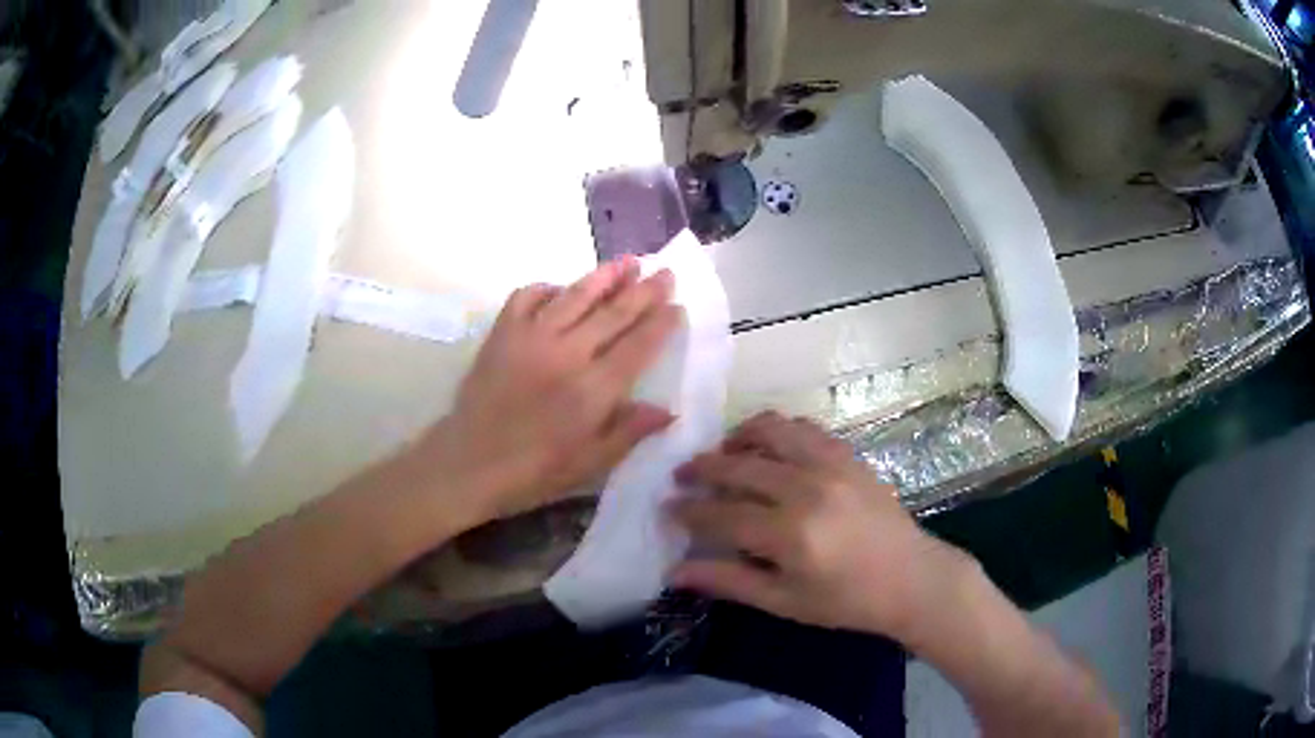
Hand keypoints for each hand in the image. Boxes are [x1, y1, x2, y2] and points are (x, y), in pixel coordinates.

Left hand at [425, 258, 681, 522]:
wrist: (468, 463)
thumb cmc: (533, 472)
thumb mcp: (589, 465)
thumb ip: (629, 433)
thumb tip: (668, 410)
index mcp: (593, 391)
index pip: (637, 347)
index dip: (660, 324)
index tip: (677, 306)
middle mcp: (567, 355)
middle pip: (613, 314)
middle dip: (643, 292)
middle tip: (665, 273)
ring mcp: (531, 338)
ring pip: (575, 296)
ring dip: (605, 276)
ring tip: (628, 261)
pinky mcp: (502, 333)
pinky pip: (527, 297)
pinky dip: (547, 288)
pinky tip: (560, 288)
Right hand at [670, 411, 968, 638]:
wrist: (912, 579)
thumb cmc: (846, 601)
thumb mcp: (784, 602)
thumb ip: (729, 581)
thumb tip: (674, 572)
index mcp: (790, 534)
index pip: (721, 514)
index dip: (688, 511)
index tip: (666, 508)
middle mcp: (807, 489)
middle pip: (738, 466)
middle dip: (701, 469)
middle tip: (681, 477)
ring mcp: (831, 465)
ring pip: (770, 430)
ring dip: (738, 438)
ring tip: (724, 455)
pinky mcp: (849, 455)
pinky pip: (804, 427)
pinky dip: (777, 431)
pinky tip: (768, 450)